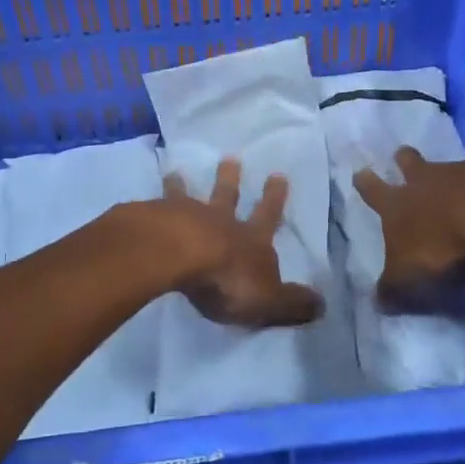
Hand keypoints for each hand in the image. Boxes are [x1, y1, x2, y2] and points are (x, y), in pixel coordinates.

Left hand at [162, 158, 324, 328]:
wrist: (178, 255)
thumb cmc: (227, 279)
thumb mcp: (269, 300)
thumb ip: (292, 303)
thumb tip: (322, 304)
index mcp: (250, 240)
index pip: (267, 217)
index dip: (273, 199)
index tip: (278, 175)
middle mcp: (219, 221)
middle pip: (226, 197)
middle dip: (231, 180)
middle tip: (231, 158)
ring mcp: (184, 217)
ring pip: (187, 197)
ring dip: (184, 186)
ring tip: (176, 172)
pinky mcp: (153, 220)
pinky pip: (154, 207)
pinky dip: (152, 202)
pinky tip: (143, 201)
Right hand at [354, 149, 464, 315]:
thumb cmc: (438, 244)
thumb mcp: (407, 277)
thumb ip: (393, 290)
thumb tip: (377, 303)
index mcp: (396, 204)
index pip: (374, 192)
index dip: (366, 184)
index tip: (361, 172)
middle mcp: (424, 182)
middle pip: (409, 164)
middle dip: (404, 161)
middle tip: (401, 154)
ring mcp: (459, 173)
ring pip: (446, 169)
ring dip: (445, 175)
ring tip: (451, 182)